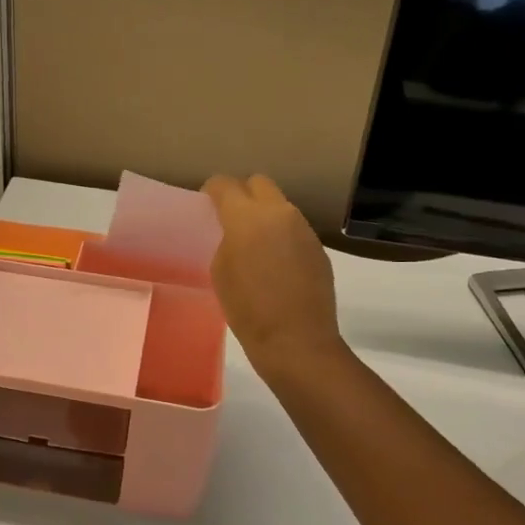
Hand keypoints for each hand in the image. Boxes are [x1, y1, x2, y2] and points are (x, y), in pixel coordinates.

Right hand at [203, 173, 342, 372]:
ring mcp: (303, 228)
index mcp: (247, 217)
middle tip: (231, 216)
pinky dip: (281, 235)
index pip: (225, 185)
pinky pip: (294, 228)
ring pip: (279, 205)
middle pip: (258, 183)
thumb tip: (238, 235)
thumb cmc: (247, 309)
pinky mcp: (318, 247)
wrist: (296, 340)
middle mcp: (279, 213)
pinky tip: (275, 263)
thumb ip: (227, 241)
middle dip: (242, 193)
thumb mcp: (220, 271)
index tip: (207, 201)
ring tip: (254, 243)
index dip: (213, 190)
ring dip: (264, 214)